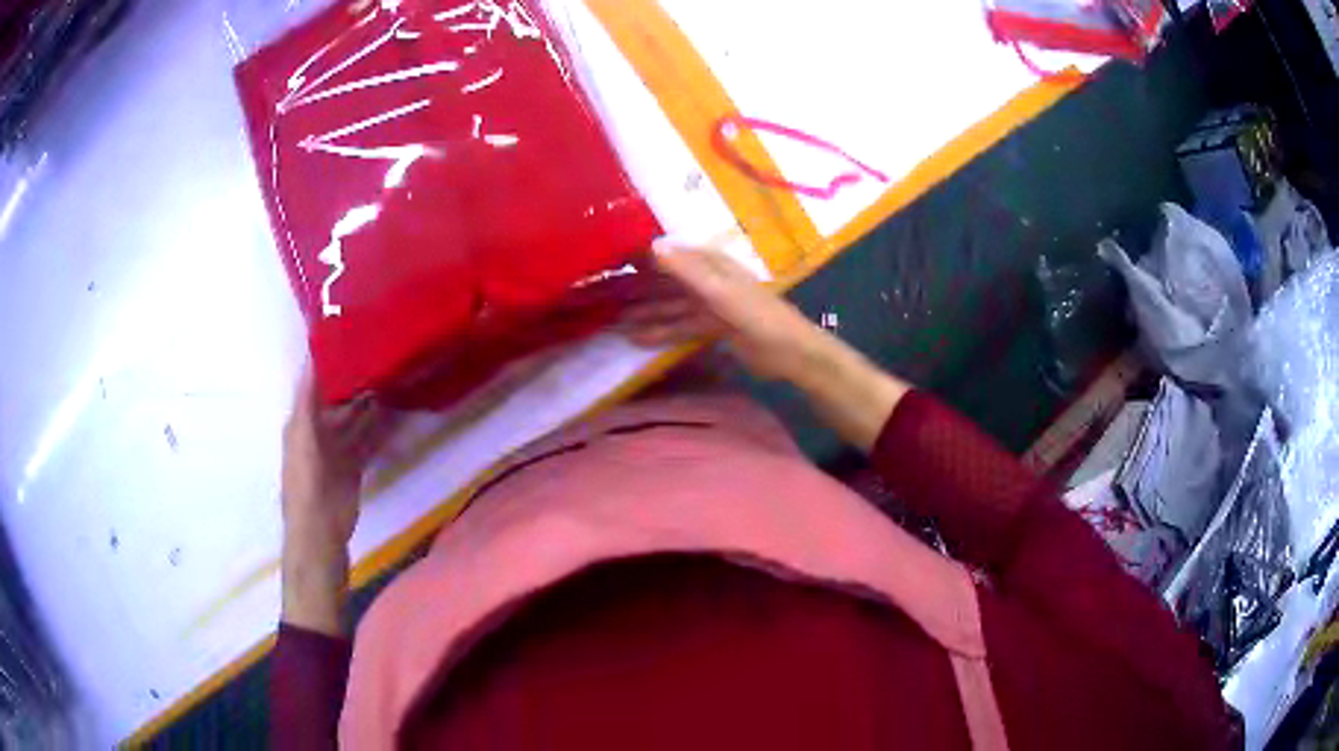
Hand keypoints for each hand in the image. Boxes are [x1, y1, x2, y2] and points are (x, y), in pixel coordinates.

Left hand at [280, 368, 389, 634]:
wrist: (320, 541)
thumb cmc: (309, 491)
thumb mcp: (304, 443)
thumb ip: (308, 403)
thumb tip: (311, 359)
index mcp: (301, 420)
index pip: (314, 379)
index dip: (328, 356)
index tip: (351, 328)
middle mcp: (317, 429)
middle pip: (338, 395)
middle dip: (356, 374)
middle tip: (384, 350)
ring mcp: (336, 449)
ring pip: (356, 416)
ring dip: (372, 400)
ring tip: (396, 375)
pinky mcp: (352, 467)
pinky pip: (368, 439)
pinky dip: (381, 427)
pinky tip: (398, 413)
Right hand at [624, 243, 907, 450]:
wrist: (791, 353)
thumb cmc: (758, 316)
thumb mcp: (720, 292)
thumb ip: (687, 270)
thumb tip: (651, 245)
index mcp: (711, 263)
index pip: (670, 254)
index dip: (642, 257)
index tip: (610, 260)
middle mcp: (708, 279)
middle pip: (667, 282)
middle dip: (639, 290)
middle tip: (603, 298)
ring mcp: (710, 305)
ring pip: (671, 307)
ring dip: (646, 314)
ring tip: (615, 323)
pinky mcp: (714, 328)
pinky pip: (681, 327)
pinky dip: (662, 332)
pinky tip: (639, 340)